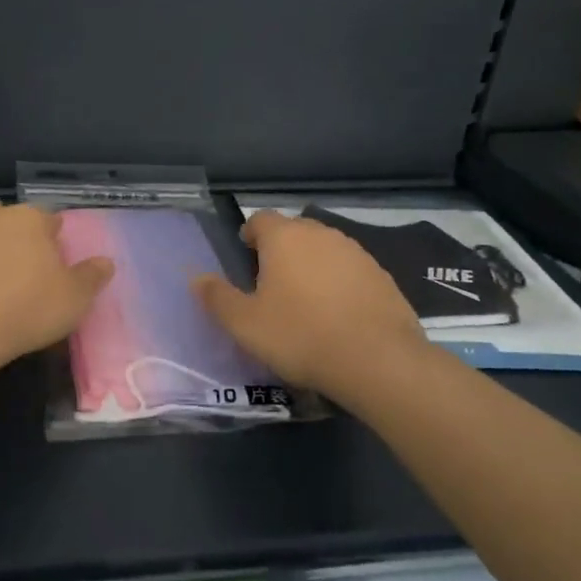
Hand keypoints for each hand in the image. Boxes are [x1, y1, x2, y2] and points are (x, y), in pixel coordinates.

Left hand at [0, 197, 113, 373]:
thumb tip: (105, 261)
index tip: (51, 265)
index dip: (50, 240)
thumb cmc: (26, 310)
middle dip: (6, 235)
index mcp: (27, 220)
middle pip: (1, 216)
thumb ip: (91, 276)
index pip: (47, 219)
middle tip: (12, 271)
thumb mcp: (74, 300)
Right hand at [192, 210, 424, 392]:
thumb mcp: (244, 323)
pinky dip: (339, 284)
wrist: (378, 361)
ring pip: (324, 250)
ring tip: (304, 302)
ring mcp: (357, 253)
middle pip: (293, 232)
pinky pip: (350, 271)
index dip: (249, 235)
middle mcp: (321, 234)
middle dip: (280, 251)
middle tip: (270, 285)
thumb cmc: (300, 335)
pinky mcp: (382, 277)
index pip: (260, 219)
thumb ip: (217, 297)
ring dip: (311, 267)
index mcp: (284, 238)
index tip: (244, 260)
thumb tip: (197, 278)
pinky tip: (337, 315)